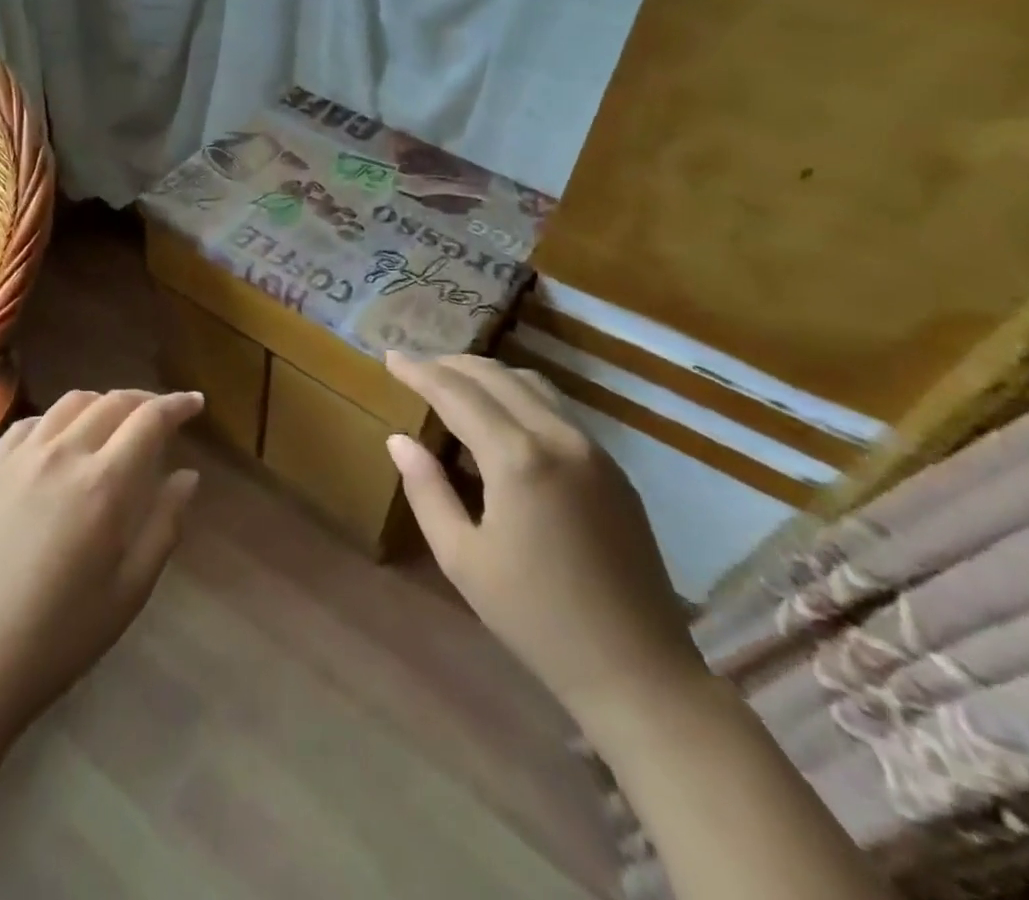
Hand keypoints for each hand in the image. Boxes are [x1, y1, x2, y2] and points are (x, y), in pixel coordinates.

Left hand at [0, 388, 202, 741]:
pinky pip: (32, 422)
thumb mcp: (131, 588)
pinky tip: (63, 440)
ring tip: (116, 422)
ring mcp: (22, 456)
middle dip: (145, 400)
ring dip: (103, 402)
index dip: (178, 404)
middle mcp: (64, 454)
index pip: (150, 419)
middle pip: (113, 401)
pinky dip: (59, 418)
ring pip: (72, 403)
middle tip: (163, 414)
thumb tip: (188, 475)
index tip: (196, 402)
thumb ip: (165, 523)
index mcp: (105, 484)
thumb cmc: (63, 634)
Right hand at [383, 353, 704, 722]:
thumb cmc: (535, 618)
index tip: (391, 356)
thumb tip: (399, 440)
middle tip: (416, 366)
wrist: (638, 671)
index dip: (419, 371)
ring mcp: (594, 450)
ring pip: (532, 383)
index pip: (457, 393)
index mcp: (517, 459)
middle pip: (496, 376)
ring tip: (453, 382)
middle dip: (450, 364)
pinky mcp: (614, 468)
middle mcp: (559, 437)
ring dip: (487, 374)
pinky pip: (557, 408)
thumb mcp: (462, 558)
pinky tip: (500, 415)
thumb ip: (427, 490)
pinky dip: (518, 394)